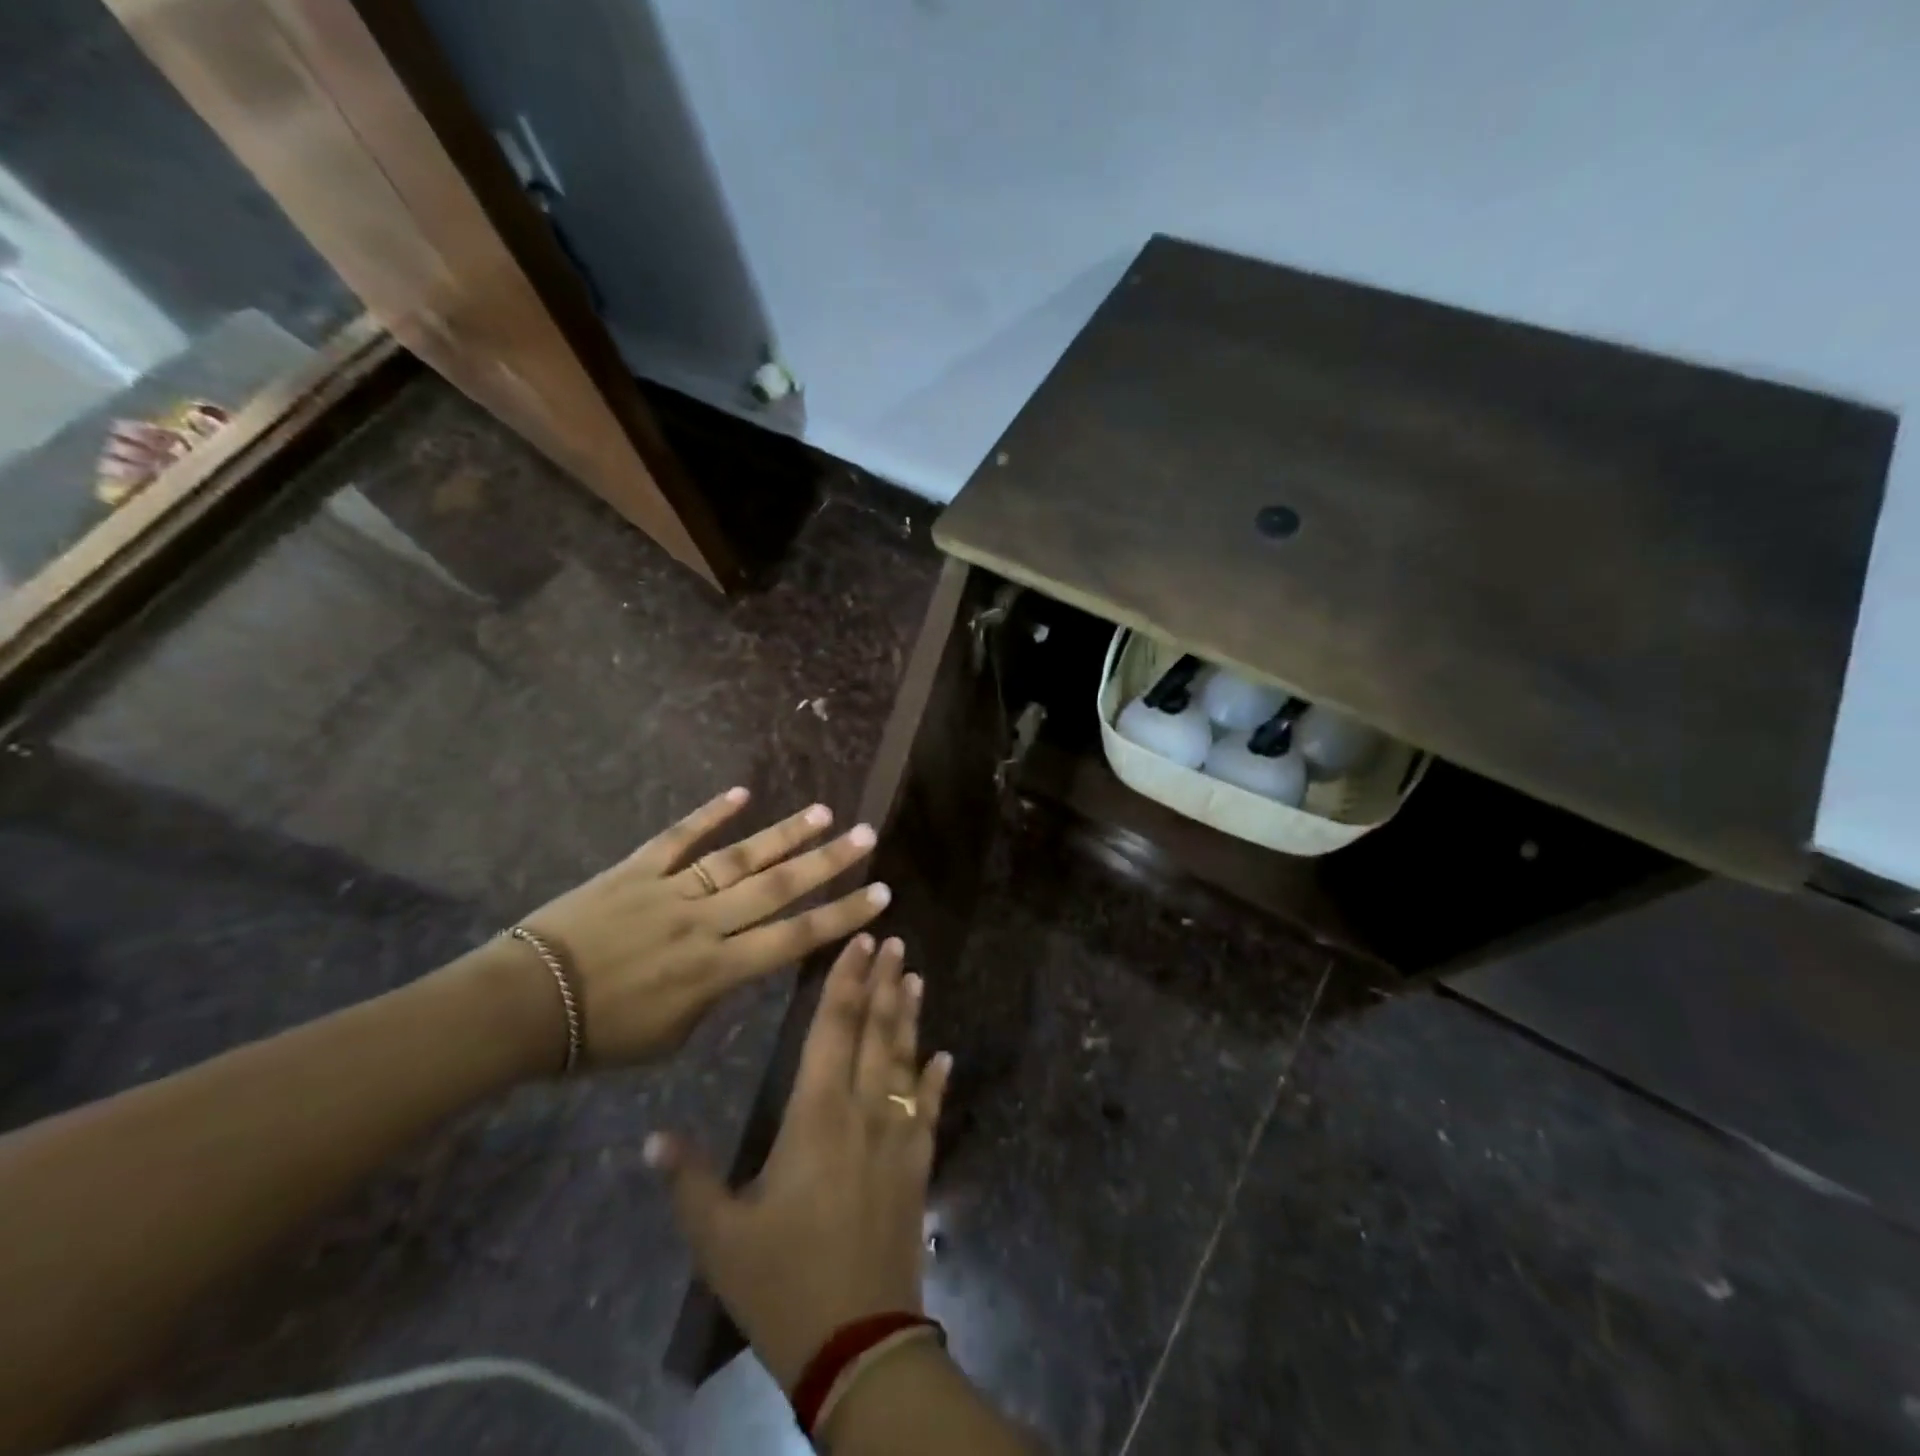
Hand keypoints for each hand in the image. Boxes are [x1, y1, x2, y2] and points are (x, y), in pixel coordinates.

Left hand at [517, 788, 889, 1066]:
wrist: (521, 1006)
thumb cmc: (598, 1037)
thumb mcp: (670, 1037)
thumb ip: (712, 996)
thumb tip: (730, 964)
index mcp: (716, 970)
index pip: (795, 938)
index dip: (841, 916)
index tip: (880, 895)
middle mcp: (704, 922)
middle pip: (777, 888)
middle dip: (827, 862)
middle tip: (866, 836)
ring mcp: (670, 889)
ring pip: (738, 857)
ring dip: (783, 835)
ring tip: (822, 813)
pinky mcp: (636, 869)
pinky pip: (678, 838)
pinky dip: (710, 814)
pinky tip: (741, 794)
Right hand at [645, 935, 949, 1388]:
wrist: (858, 1341)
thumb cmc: (783, 1283)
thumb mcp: (720, 1239)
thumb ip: (688, 1182)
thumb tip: (651, 1138)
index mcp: (816, 1115)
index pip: (833, 1029)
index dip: (845, 981)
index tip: (859, 941)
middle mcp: (863, 1111)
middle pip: (875, 1032)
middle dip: (883, 982)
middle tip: (893, 940)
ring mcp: (897, 1136)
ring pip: (904, 1059)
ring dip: (909, 1016)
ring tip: (914, 976)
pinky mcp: (918, 1165)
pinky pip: (929, 1109)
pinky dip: (935, 1079)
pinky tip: (943, 1055)